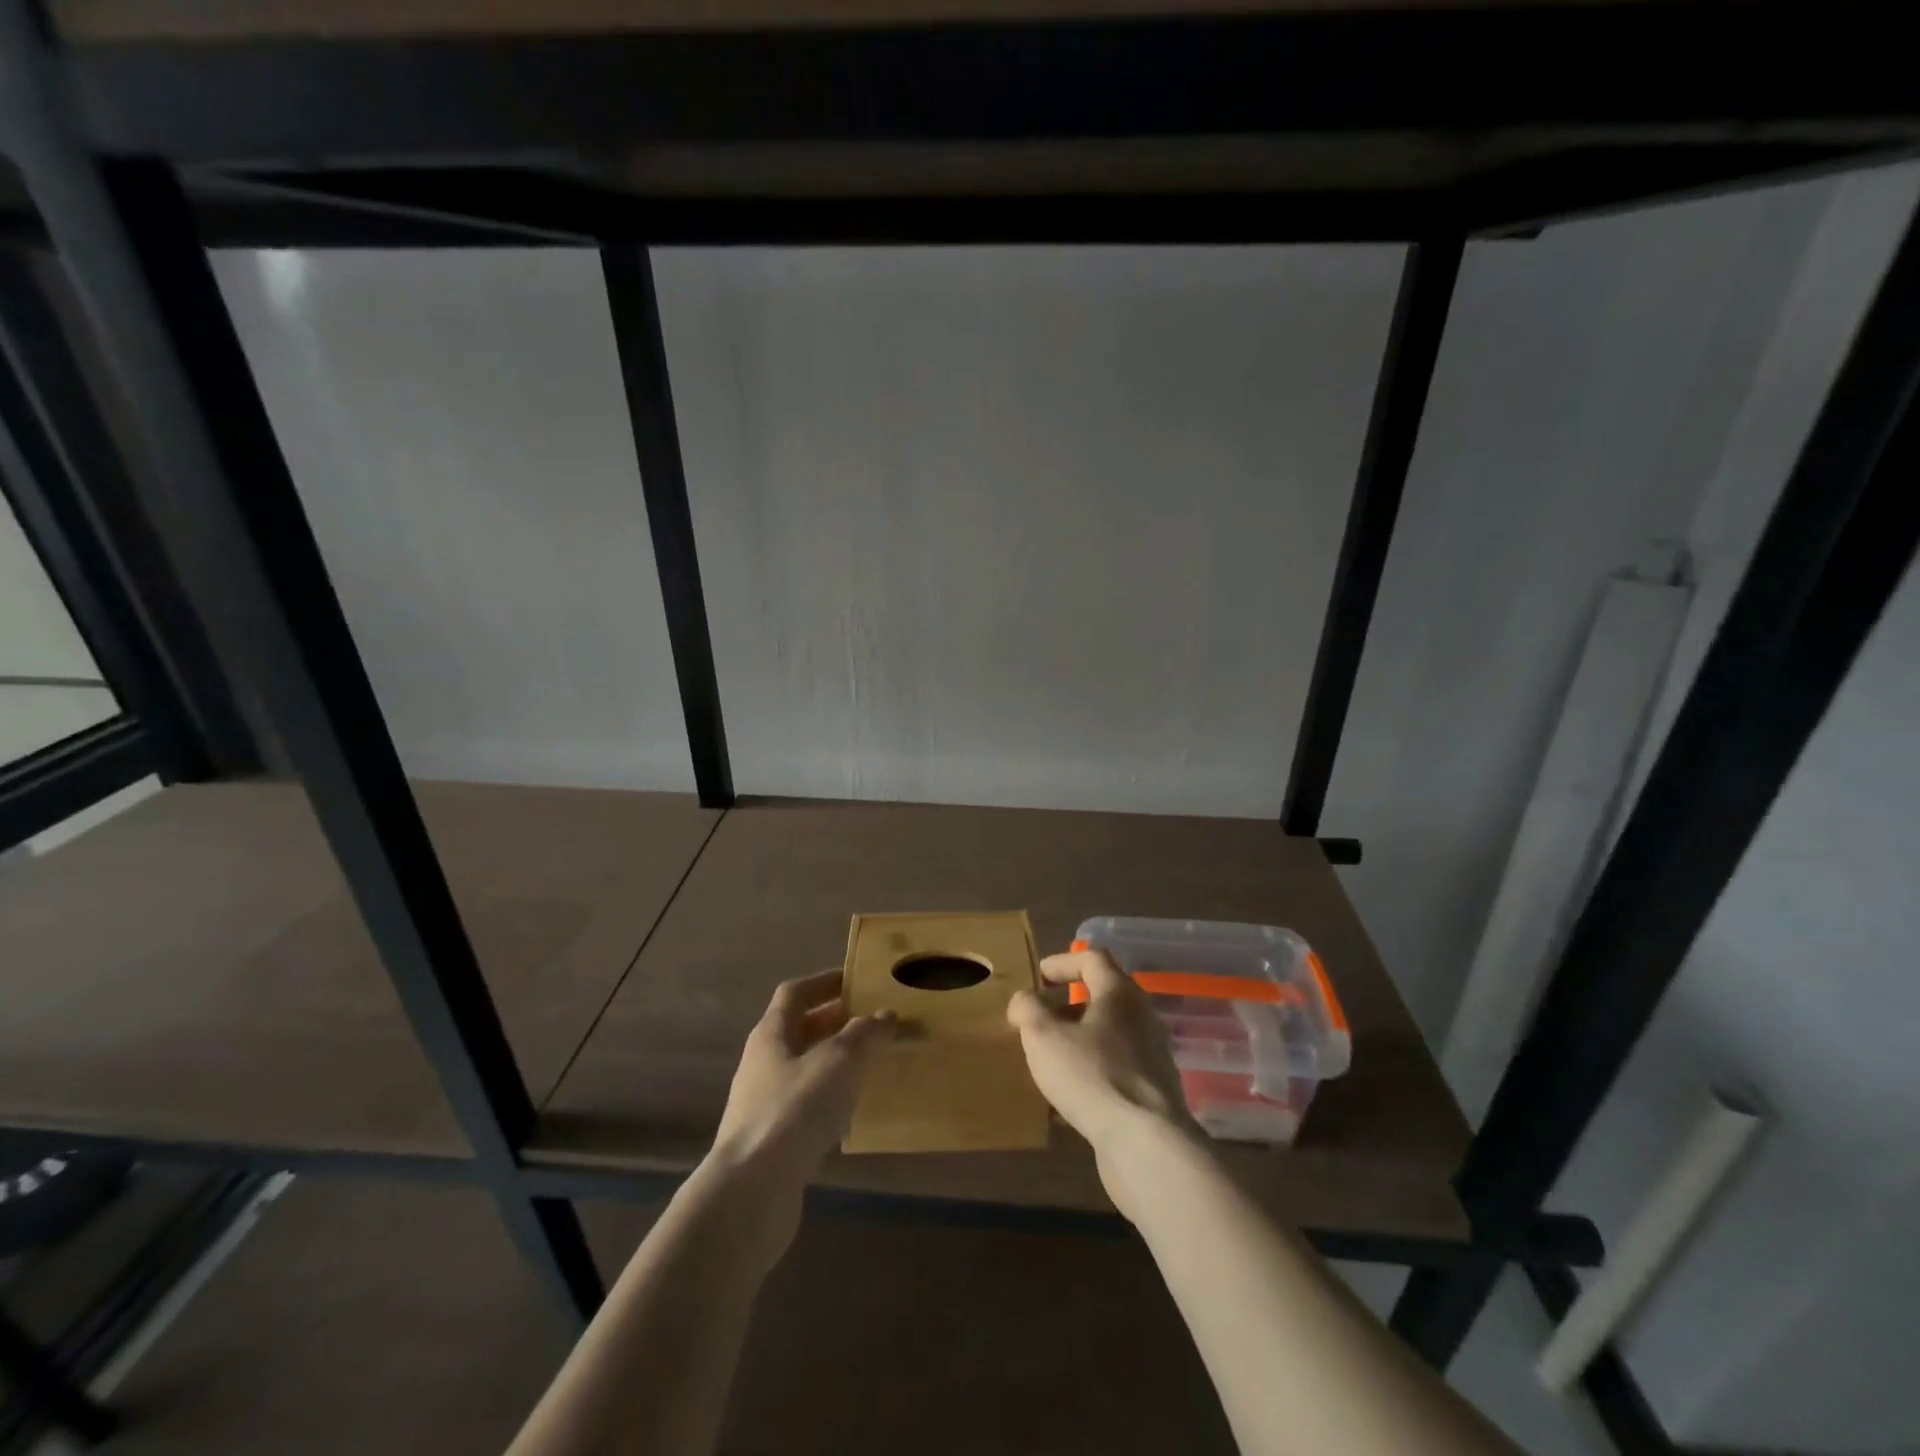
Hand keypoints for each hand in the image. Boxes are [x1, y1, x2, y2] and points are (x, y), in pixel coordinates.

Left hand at [711, 970, 892, 1217]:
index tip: (857, 979)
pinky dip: (830, 1098)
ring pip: (804, 1068)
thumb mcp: (839, 1062)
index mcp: (771, 1033)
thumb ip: (865, 1034)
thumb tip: (884, 1014)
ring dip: (835, 1061)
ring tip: (872, 1062)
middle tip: (874, 1020)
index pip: (796, 992)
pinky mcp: (771, 1140)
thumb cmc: (795, 1110)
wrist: (751, 1193)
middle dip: (835, 1021)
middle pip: (799, 1030)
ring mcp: (763, 1103)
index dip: (825, 982)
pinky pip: (805, 1105)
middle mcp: (762, 1062)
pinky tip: (854, 1111)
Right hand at [1007, 949, 1205, 1218]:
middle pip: (1102, 997)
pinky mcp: (1152, 1092)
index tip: (1037, 976)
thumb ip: (1028, 1009)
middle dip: (1067, 1005)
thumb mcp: (1043, 1036)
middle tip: (1037, 1019)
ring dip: (1077, 1040)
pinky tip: (1067, 1097)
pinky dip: (1090, 1070)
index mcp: (1120, 993)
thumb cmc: (1092, 1075)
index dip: (1062, 962)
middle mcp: (1141, 1017)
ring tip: (1047, 1058)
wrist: (1146, 1144)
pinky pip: (1115, 1068)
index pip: (1092, 958)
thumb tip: (1025, 999)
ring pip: (1108, 1035)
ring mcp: (1151, 1055)